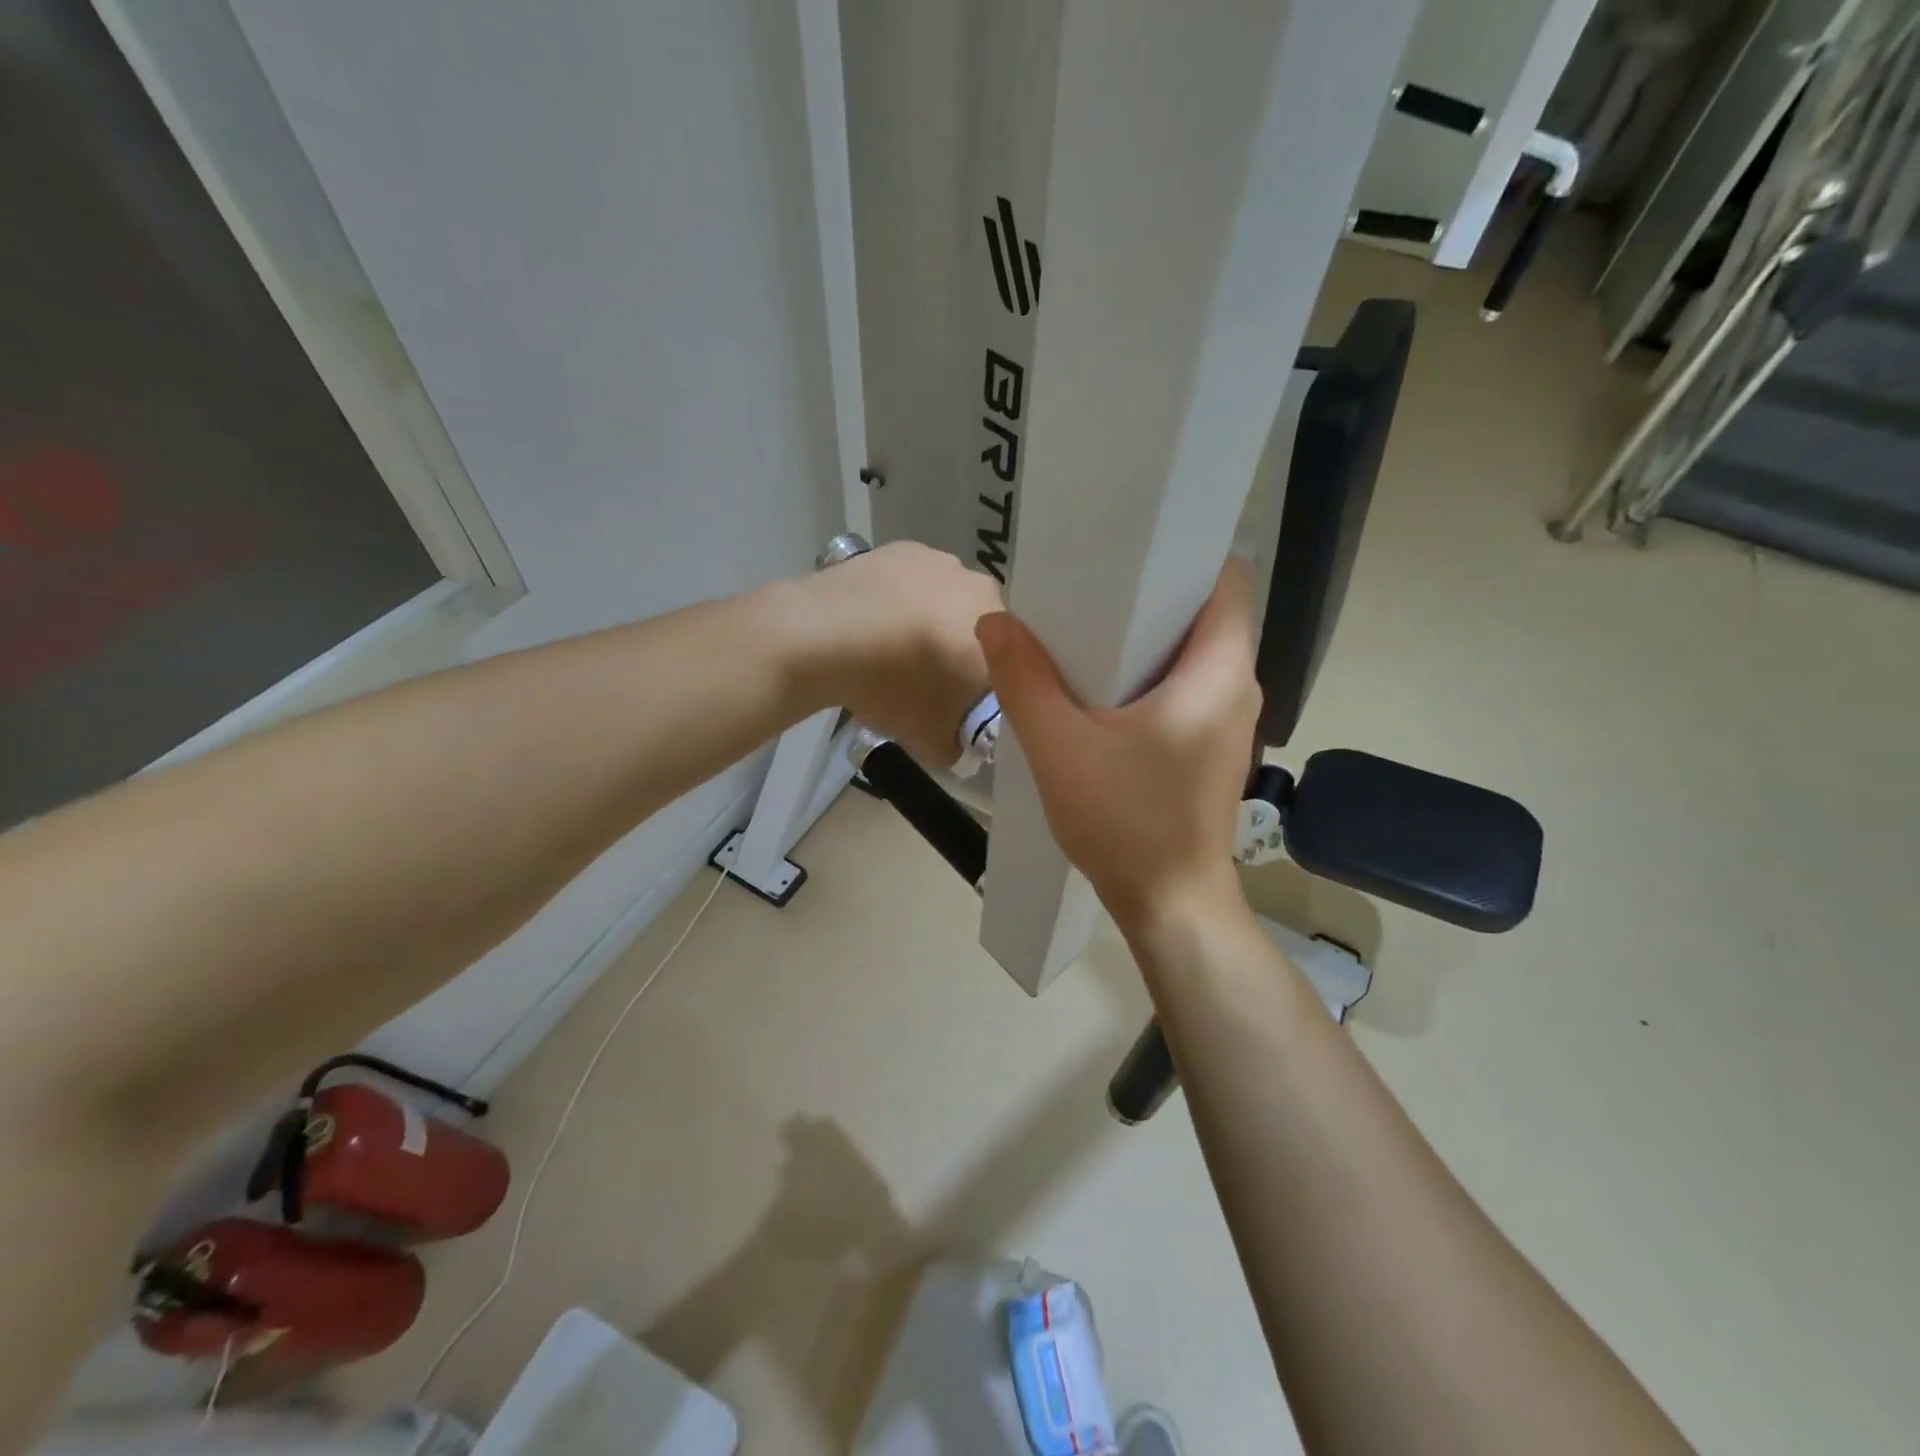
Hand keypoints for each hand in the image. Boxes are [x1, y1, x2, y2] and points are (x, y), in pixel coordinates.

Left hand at [795, 541, 1003, 763]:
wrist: (827, 636)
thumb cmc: (895, 689)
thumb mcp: (934, 742)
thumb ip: (960, 746)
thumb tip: (959, 743)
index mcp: (1005, 636)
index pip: (1011, 666)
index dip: (986, 686)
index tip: (960, 703)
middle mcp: (984, 591)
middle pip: (981, 628)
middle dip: (961, 650)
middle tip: (927, 677)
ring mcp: (944, 563)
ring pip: (949, 599)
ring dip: (933, 619)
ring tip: (896, 646)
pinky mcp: (906, 548)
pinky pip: (916, 579)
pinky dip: (903, 597)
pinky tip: (877, 619)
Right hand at [978, 560, 1260, 937]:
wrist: (1169, 905)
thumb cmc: (1125, 823)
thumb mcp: (1060, 748)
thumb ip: (1024, 679)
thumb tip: (995, 622)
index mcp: (1217, 672)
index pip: (1222, 580)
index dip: (1178, 557)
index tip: (1124, 554)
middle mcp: (1237, 687)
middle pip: (1201, 613)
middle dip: (1146, 597)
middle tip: (1086, 592)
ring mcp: (1230, 721)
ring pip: (1191, 653)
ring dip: (1143, 640)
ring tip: (1086, 636)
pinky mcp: (1211, 747)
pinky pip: (1185, 688)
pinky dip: (1148, 677)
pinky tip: (1101, 692)